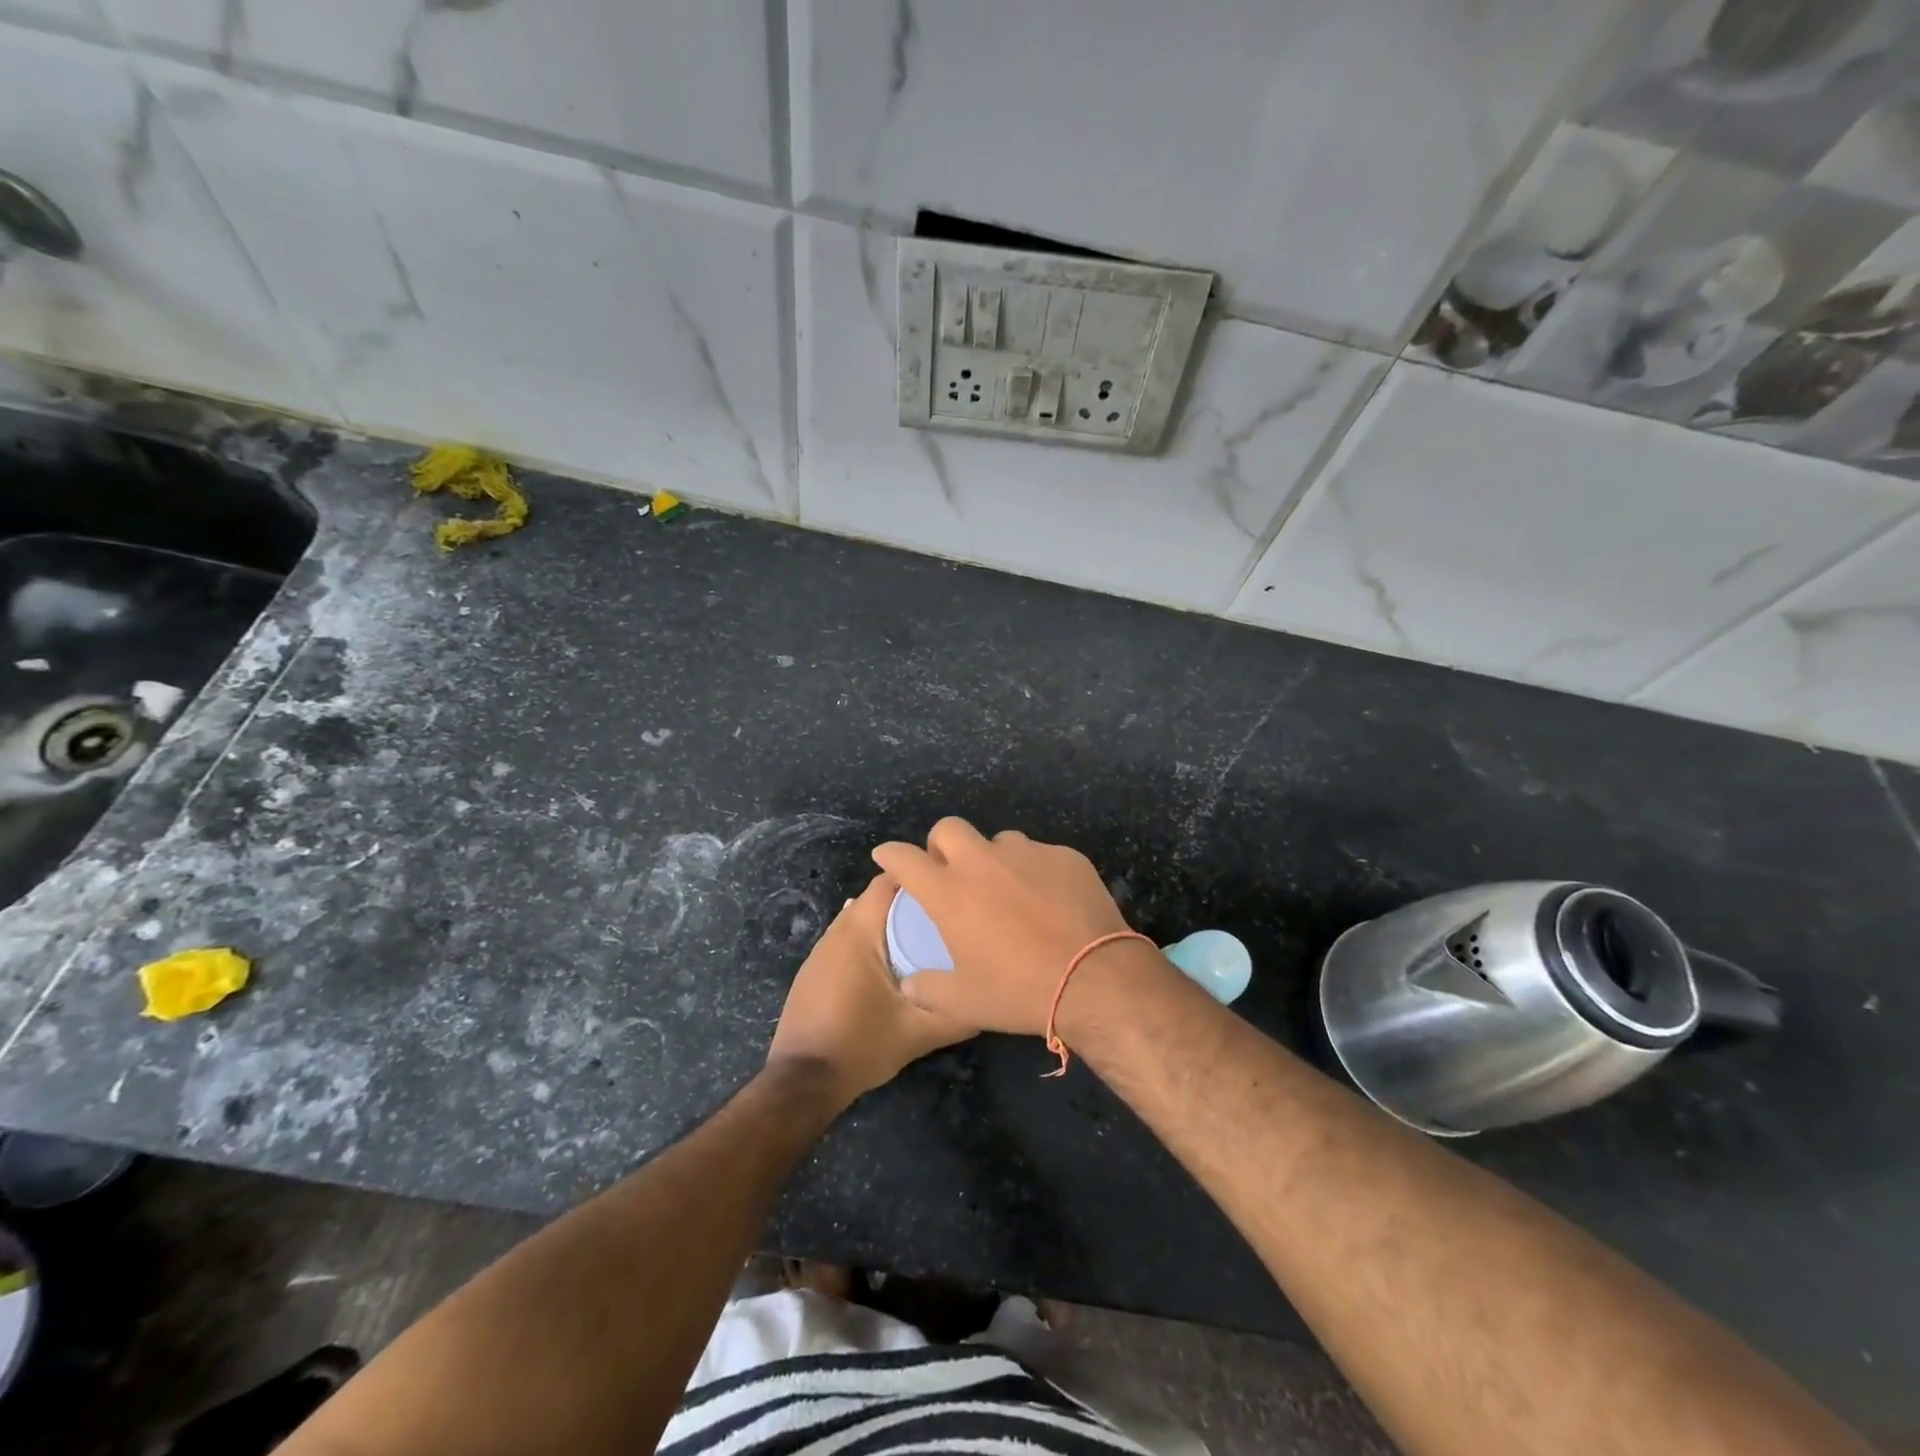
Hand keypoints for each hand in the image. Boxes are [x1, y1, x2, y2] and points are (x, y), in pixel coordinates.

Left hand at [767, 872, 974, 1106]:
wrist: (803, 1080)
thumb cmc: (861, 1046)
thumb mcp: (919, 1033)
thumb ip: (957, 1014)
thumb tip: (990, 998)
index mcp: (860, 931)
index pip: (890, 881)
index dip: (922, 877)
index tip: (952, 886)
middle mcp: (838, 930)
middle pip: (877, 897)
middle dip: (911, 900)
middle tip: (947, 913)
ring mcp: (823, 949)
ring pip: (863, 917)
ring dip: (891, 920)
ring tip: (928, 933)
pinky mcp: (816, 967)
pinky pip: (850, 937)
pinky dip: (873, 938)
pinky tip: (895, 960)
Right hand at [872, 818, 1133, 1035]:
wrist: (1095, 979)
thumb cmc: (1019, 990)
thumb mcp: (963, 1002)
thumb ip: (927, 988)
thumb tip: (910, 984)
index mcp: (949, 892)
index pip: (904, 858)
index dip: (890, 854)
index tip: (886, 855)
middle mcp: (983, 862)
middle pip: (950, 828)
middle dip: (942, 844)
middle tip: (950, 871)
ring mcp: (1027, 853)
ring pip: (1000, 841)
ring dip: (994, 860)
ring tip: (1008, 891)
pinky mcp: (1065, 855)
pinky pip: (1040, 855)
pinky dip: (1035, 872)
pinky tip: (1050, 901)